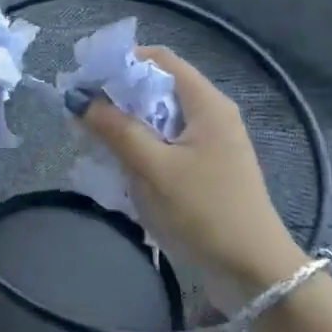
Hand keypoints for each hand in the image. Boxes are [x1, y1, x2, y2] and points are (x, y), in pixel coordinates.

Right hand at [80, 46, 305, 289]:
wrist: (253, 271)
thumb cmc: (205, 211)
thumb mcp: (154, 168)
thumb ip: (116, 129)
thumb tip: (78, 98)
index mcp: (206, 103)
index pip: (159, 59)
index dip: (121, 61)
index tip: (85, 79)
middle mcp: (210, 114)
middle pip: (157, 86)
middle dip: (117, 95)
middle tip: (81, 111)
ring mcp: (209, 142)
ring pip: (158, 117)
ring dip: (126, 123)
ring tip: (93, 138)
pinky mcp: (205, 168)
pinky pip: (166, 142)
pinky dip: (140, 145)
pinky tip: (119, 164)